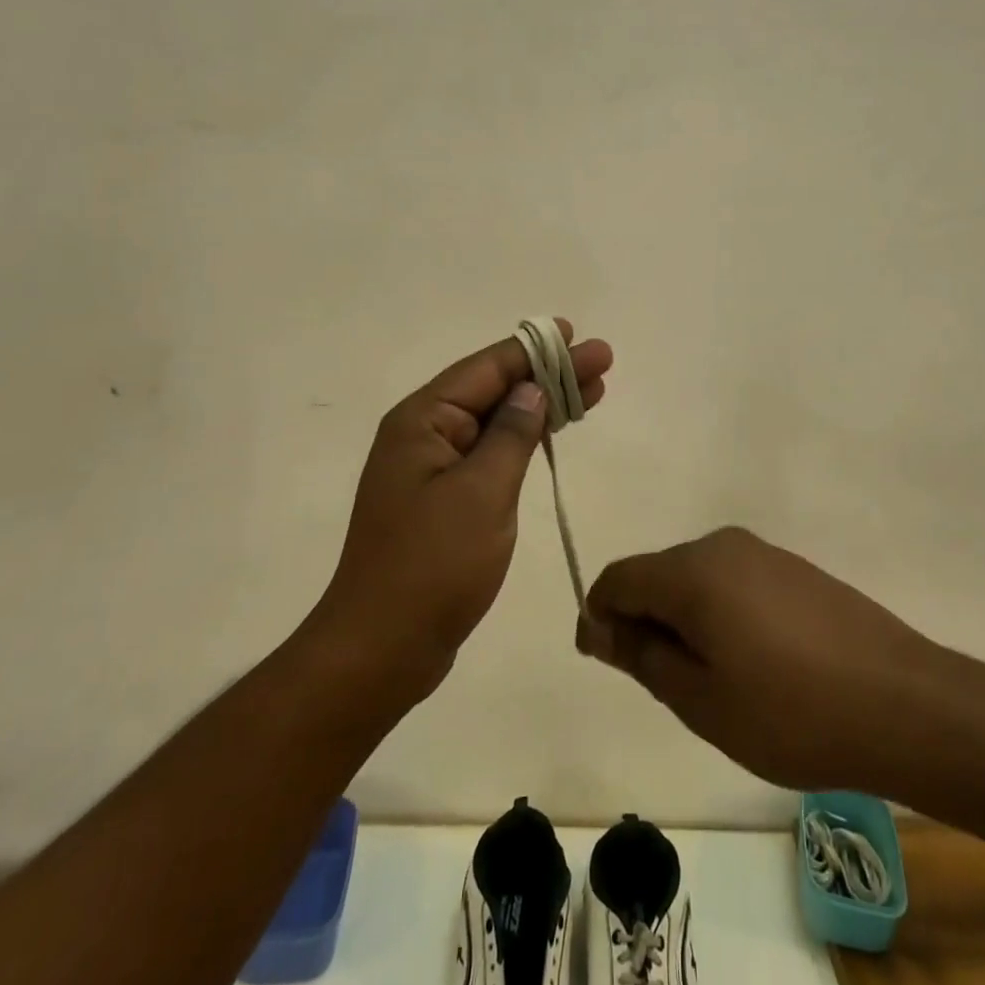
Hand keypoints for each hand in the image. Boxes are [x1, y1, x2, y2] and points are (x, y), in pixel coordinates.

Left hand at [315, 319, 611, 699]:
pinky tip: (553, 433)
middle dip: (549, 374)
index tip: (578, 335)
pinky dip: (526, 440)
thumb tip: (532, 389)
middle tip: (602, 362)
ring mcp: (433, 468)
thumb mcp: (482, 492)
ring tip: (593, 391)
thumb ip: (511, 434)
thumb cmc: (432, 565)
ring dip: (543, 405)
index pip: (488, 369)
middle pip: (495, 389)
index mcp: (423, 421)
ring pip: (497, 421)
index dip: (537, 350)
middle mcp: (424, 434)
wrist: (382, 649)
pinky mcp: (444, 499)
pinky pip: (491, 453)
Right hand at [576, 527, 952, 791]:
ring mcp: (763, 552)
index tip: (607, 660)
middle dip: (645, 620)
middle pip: (657, 574)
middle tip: (667, 687)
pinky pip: (733, 582)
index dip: (601, 616)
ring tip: (714, 682)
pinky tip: (753, 663)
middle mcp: (722, 545)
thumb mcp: (700, 698)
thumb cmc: (789, 711)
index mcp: (692, 570)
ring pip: (696, 579)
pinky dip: (721, 615)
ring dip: (685, 621)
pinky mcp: (793, 568)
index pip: (619, 577)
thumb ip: (642, 655)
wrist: (902, 702)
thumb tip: (599, 626)